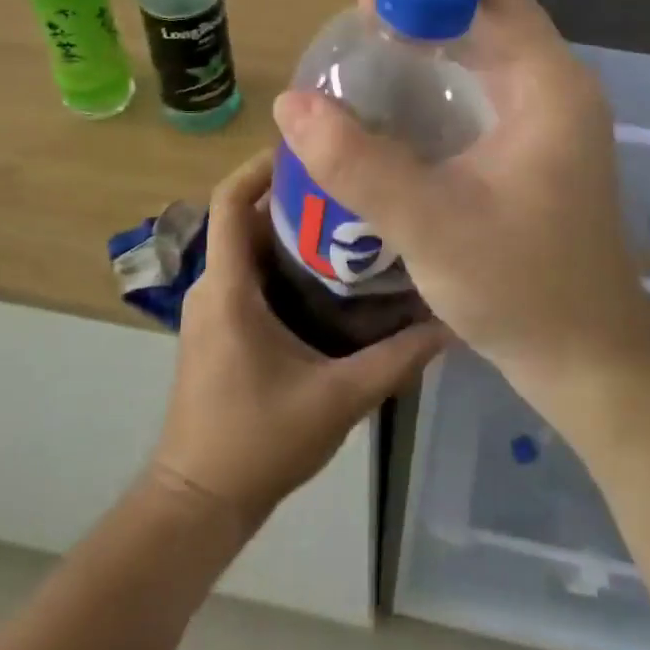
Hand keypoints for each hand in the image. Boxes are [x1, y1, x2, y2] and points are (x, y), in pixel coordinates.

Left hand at [149, 149, 446, 527]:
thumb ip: (396, 359)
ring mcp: (212, 308)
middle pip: (246, 217)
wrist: (199, 501)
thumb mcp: (338, 398)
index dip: (261, 165)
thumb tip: (451, 322)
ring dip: (292, 231)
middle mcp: (212, 286)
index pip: (229, 201)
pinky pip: (249, 275)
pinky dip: (285, 263)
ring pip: (250, 248)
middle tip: (353, 183)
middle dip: (295, 195)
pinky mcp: (219, 327)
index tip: (310, 147)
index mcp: (228, 288)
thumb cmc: (257, 442)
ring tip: (352, 220)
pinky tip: (332, 276)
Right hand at [271, 0, 649, 390]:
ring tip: (365, 51)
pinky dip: (443, 73)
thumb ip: (357, 162)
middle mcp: (556, 84)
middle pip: (486, 10)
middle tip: (352, 24)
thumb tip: (289, 103)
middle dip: (419, 4)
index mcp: (547, 82)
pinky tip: (400, 100)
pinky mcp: (539, 144)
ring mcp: (551, 115)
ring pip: (486, 46)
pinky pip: (486, 83)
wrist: (588, 359)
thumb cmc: (521, 287)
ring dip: (429, 38)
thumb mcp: (429, 223)